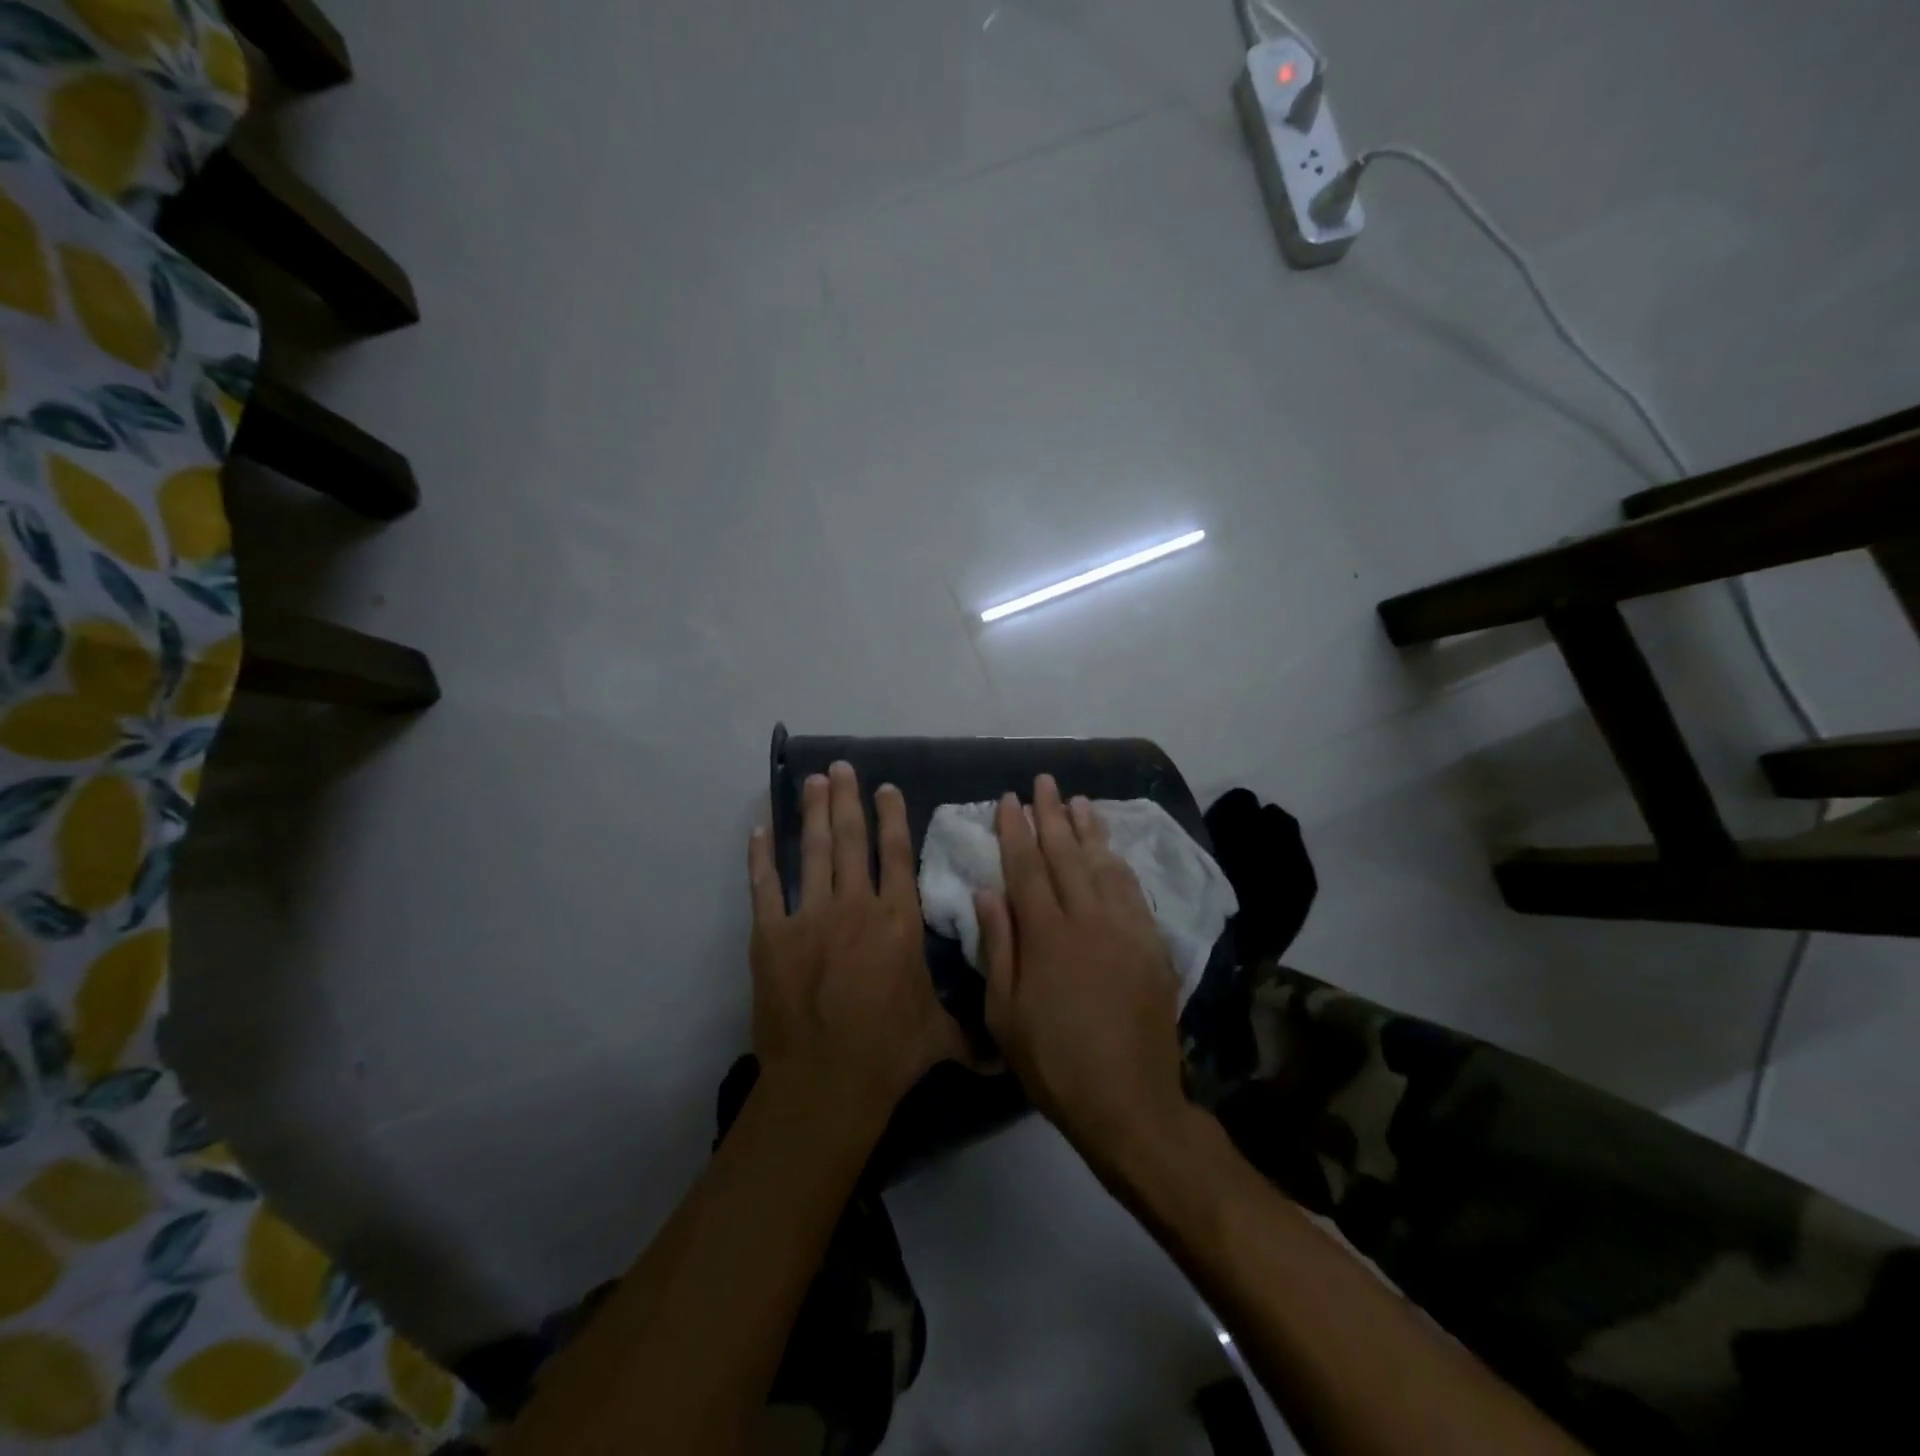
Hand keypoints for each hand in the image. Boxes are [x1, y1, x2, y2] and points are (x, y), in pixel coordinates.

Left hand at [748, 762, 968, 1128]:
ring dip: (813, 813)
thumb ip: (972, 1036)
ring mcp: (810, 917)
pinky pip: (765, 886)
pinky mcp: (771, 935)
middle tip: (840, 767)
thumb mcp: (940, 1039)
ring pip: (814, 852)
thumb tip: (1006, 1055)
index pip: (895, 855)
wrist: (825, 1081)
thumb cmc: (889, 1053)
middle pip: (852, 840)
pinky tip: (759, 830)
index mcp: (898, 921)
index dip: (891, 817)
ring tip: (813, 782)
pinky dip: (761, 857)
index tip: (884, 788)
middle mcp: (855, 906)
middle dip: (847, 799)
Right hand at [976, 775, 1189, 1169]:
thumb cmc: (1054, 1061)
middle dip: (1050, 814)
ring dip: (1088, 829)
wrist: (1129, 1101)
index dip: (1015, 830)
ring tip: (1078, 801)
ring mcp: (1125, 929)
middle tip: (1043, 781)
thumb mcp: (1005, 1013)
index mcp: (1046, 934)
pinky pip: (1133, 891)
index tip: (1008, 800)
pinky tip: (1112, 850)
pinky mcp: (1152, 945)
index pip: (1026, 867)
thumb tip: (986, 891)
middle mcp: (1087, 919)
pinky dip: (1119, 863)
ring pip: (1103, 865)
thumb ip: (998, 946)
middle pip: (1065, 854)